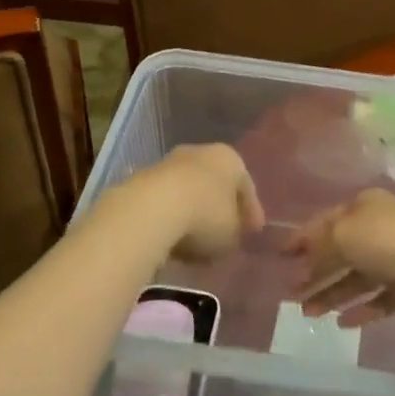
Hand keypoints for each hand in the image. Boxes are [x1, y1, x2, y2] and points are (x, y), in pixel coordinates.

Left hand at [126, 144, 263, 261]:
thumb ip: (236, 232)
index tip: (252, 233)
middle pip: (215, 184)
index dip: (251, 212)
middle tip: (223, 234)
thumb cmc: (205, 216)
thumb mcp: (232, 234)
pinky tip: (171, 239)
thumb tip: (229, 233)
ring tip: (194, 243)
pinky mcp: (142, 178)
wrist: (151, 209)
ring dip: (192, 213)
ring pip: (188, 191)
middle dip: (219, 209)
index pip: (246, 186)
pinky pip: (165, 201)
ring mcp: (168, 163)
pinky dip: (170, 217)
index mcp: (230, 158)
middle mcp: (200, 152)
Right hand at [282, 190, 394, 323]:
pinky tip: (341, 323)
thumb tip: (304, 259)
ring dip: (331, 294)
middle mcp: (378, 229)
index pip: (325, 222)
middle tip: (290, 293)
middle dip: (313, 272)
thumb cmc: (387, 241)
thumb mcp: (343, 235)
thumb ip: (319, 247)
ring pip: (356, 278)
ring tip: (309, 313)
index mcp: (364, 207)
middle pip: (339, 252)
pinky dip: (360, 309)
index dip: (301, 238)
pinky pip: (378, 299)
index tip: (280, 256)